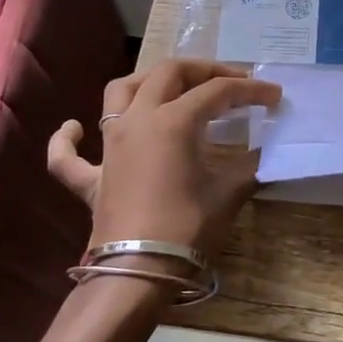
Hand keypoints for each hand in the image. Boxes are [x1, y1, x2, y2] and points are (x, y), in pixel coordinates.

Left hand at [47, 59, 281, 261]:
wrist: (139, 272)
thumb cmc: (187, 228)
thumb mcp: (228, 193)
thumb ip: (249, 166)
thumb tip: (267, 152)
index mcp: (173, 120)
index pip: (218, 92)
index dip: (250, 89)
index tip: (274, 95)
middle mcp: (137, 120)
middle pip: (168, 73)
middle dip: (203, 70)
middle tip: (231, 82)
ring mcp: (109, 146)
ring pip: (119, 92)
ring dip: (146, 82)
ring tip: (169, 88)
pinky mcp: (90, 178)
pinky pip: (68, 154)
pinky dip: (68, 138)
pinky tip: (74, 129)